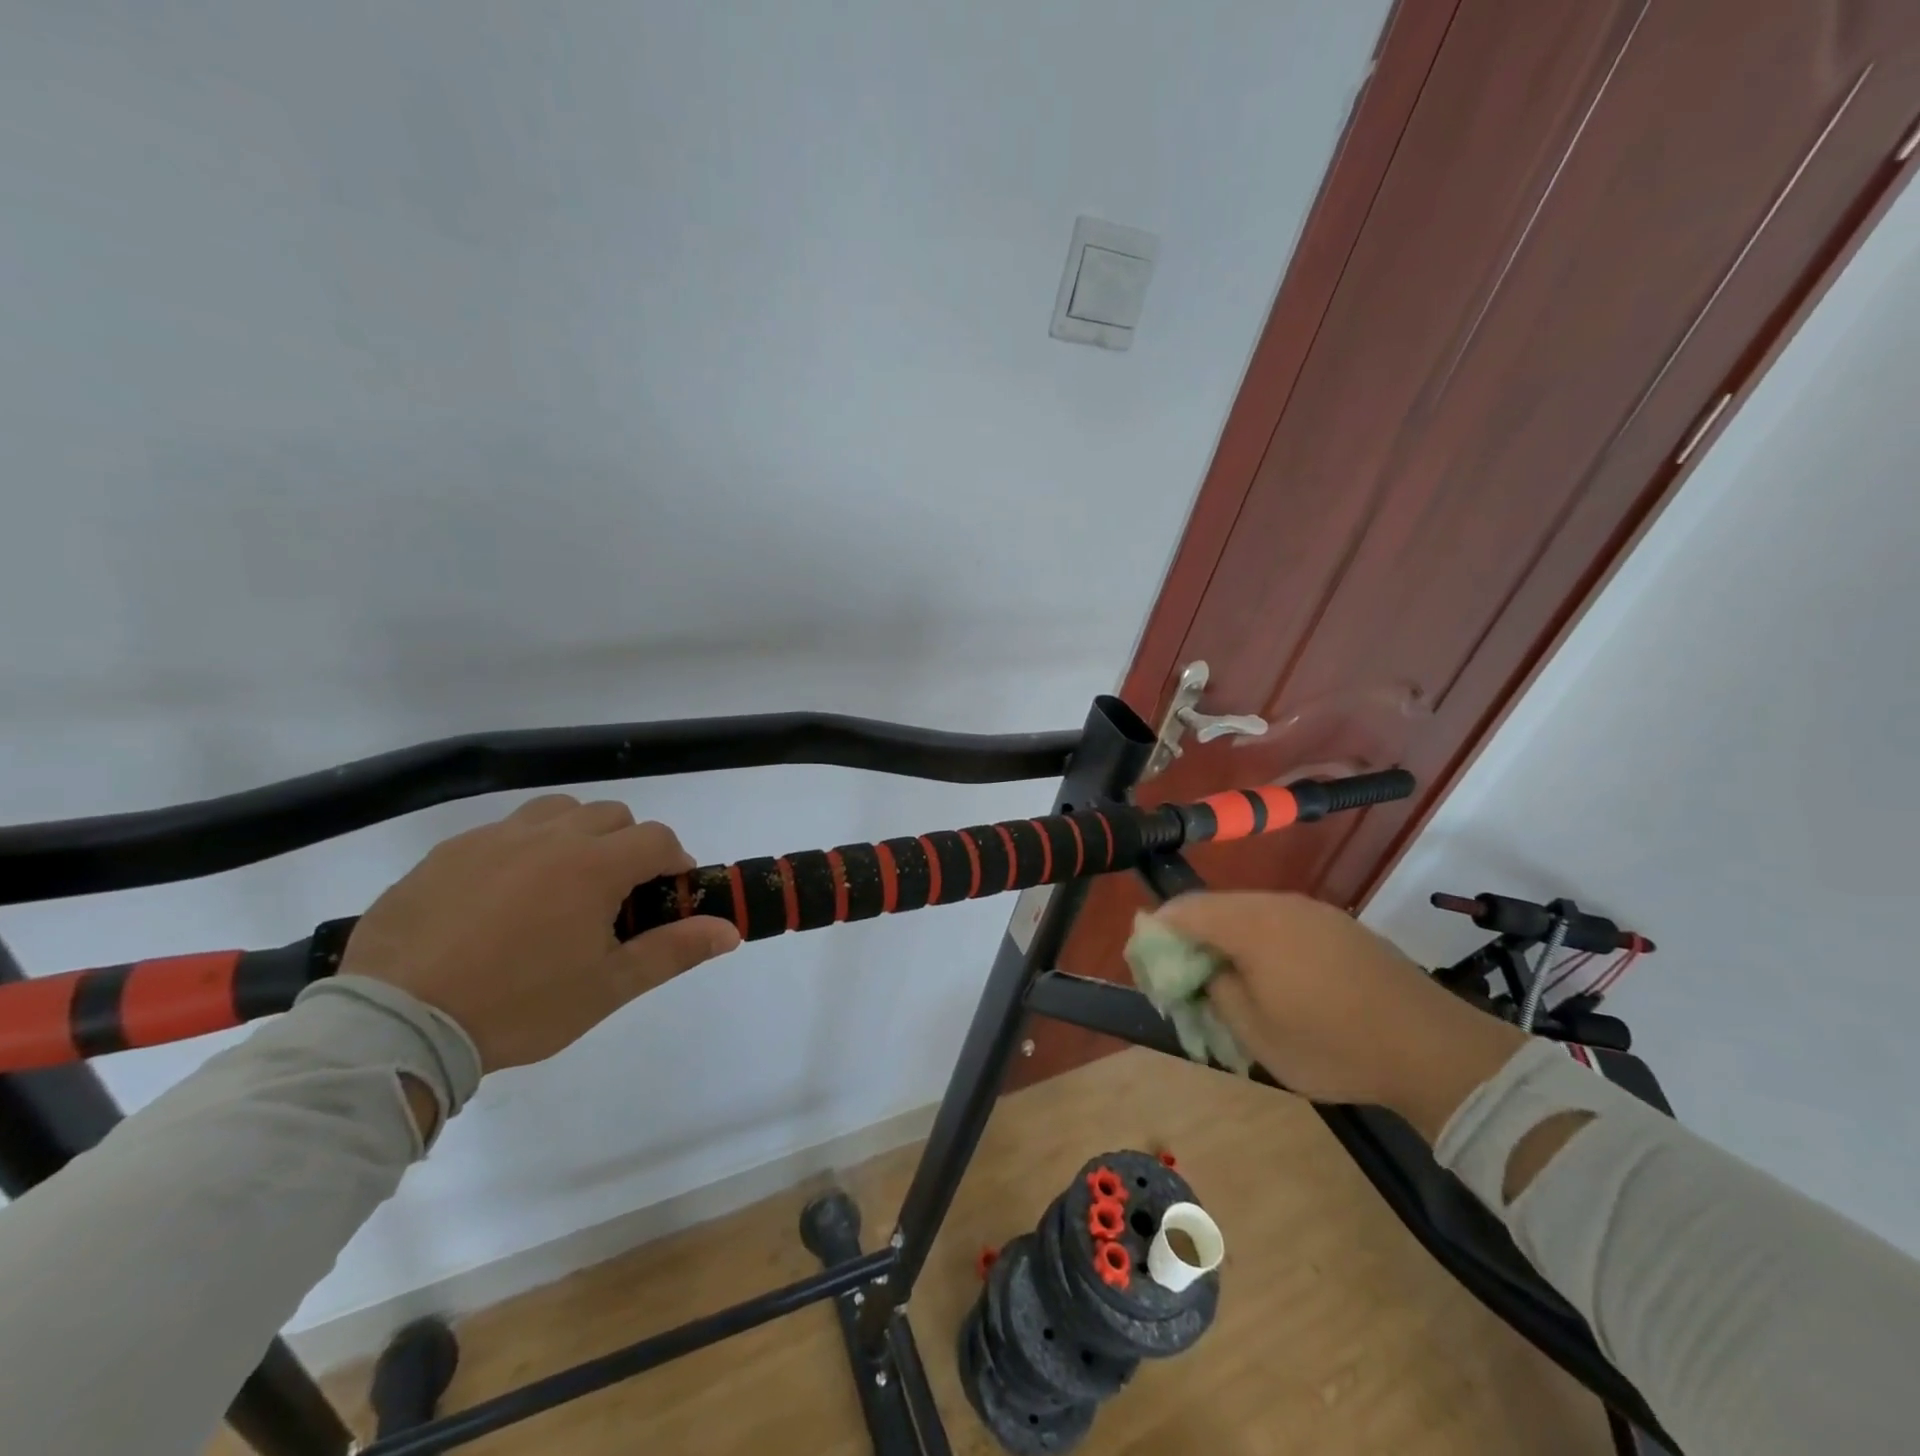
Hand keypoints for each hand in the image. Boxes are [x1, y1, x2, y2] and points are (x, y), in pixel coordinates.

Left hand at [339, 795, 740, 1071]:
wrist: (398, 1025)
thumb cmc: (520, 1006)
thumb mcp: (608, 987)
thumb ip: (674, 951)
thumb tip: (730, 931)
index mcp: (593, 866)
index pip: (657, 838)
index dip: (673, 862)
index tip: (666, 894)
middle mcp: (547, 838)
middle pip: (611, 816)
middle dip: (628, 845)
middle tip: (615, 895)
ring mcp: (491, 840)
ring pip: (555, 812)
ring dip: (576, 835)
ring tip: (562, 884)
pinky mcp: (444, 854)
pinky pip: (500, 833)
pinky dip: (520, 851)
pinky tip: (502, 899)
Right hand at [1151, 892, 1525, 1139]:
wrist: (1433, 1048)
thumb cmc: (1331, 1044)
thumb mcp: (1255, 1032)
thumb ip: (1214, 989)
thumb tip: (1199, 967)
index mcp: (1250, 924)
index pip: (1183, 909)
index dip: (1158, 931)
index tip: (1148, 960)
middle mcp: (1278, 903)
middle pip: (1215, 907)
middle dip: (1192, 936)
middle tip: (1186, 975)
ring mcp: (1312, 910)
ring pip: (1249, 913)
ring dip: (1228, 939)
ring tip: (1229, 979)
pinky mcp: (1339, 924)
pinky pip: (1281, 921)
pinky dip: (1262, 941)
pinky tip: (1274, 976)